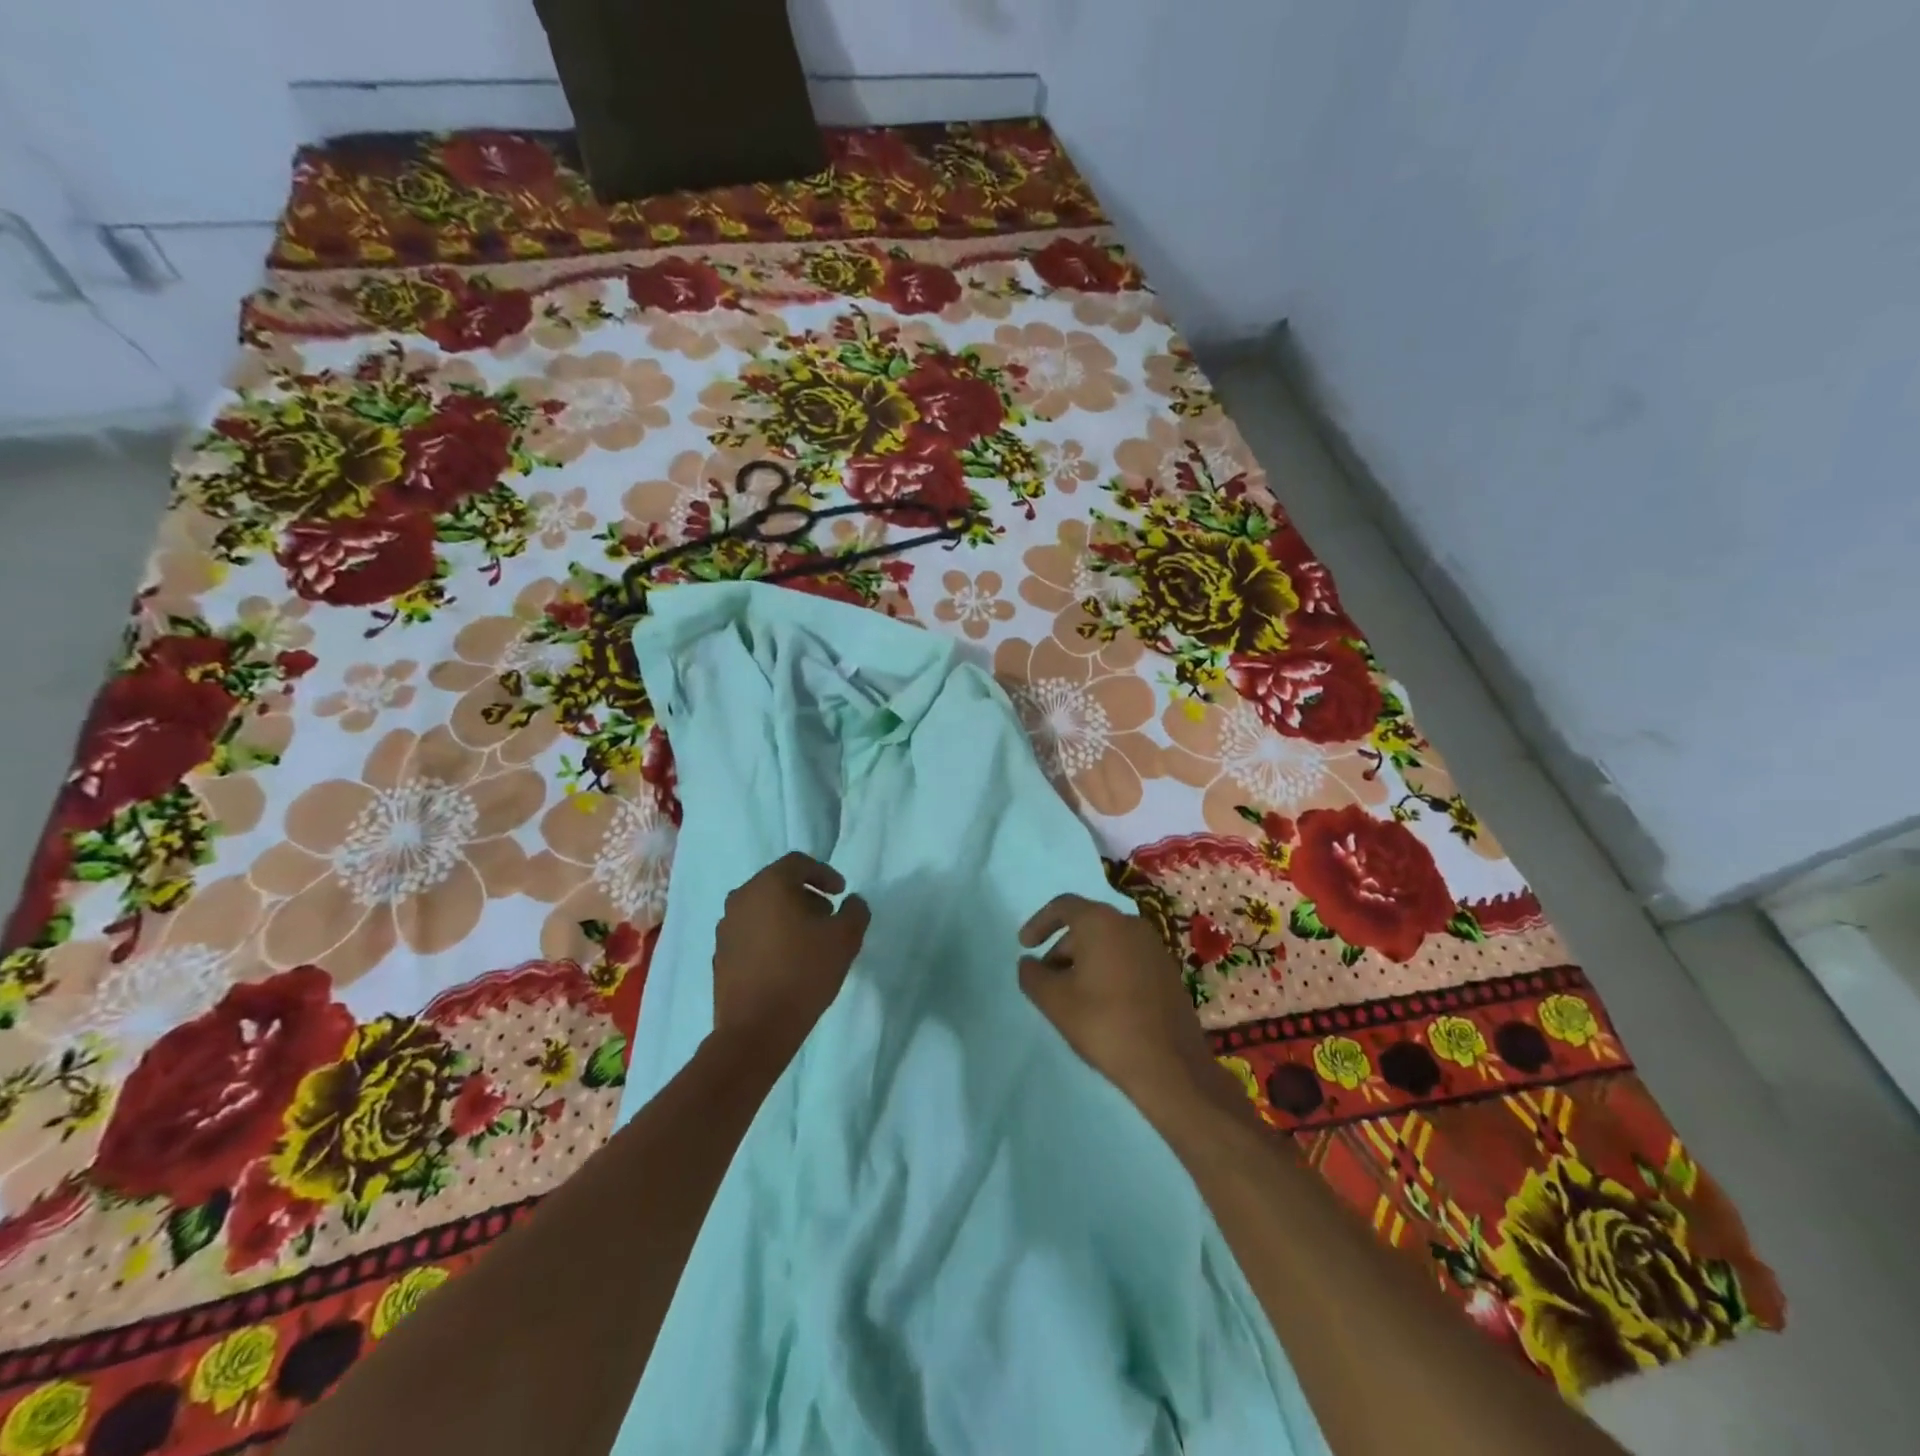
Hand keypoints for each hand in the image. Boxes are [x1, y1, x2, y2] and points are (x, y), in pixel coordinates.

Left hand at [712, 852, 869, 1057]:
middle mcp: (741, 898)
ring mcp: (726, 927)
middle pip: (777, 884)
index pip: (798, 863)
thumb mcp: (845, 939)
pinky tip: (786, 961)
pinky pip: (749, 932)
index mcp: (769, 885)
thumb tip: (852, 902)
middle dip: (806, 895)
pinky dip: (769, 936)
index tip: (841, 893)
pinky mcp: (720, 955)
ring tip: (808, 941)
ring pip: (761, 908)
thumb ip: (855, 911)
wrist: (756, 1030)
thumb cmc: (803, 973)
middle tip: (827, 916)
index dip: (824, 873)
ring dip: (786, 915)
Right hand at [1018, 894, 1246, 1125]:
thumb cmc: (1104, 1024)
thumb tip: (1029, 963)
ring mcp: (1154, 947)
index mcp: (1101, 922)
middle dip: (1061, 949)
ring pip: (1108, 943)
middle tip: (1047, 981)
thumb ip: (1032, 975)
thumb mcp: (1053, 1001)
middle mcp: (1130, 924)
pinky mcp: (1168, 971)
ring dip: (1085, 962)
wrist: (1170, 1065)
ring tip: (1072, 996)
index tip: (1024, 946)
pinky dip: (1108, 971)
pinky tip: (1102, 1004)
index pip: (1063, 906)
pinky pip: (1128, 959)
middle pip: (1086, 925)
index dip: (1039, 923)